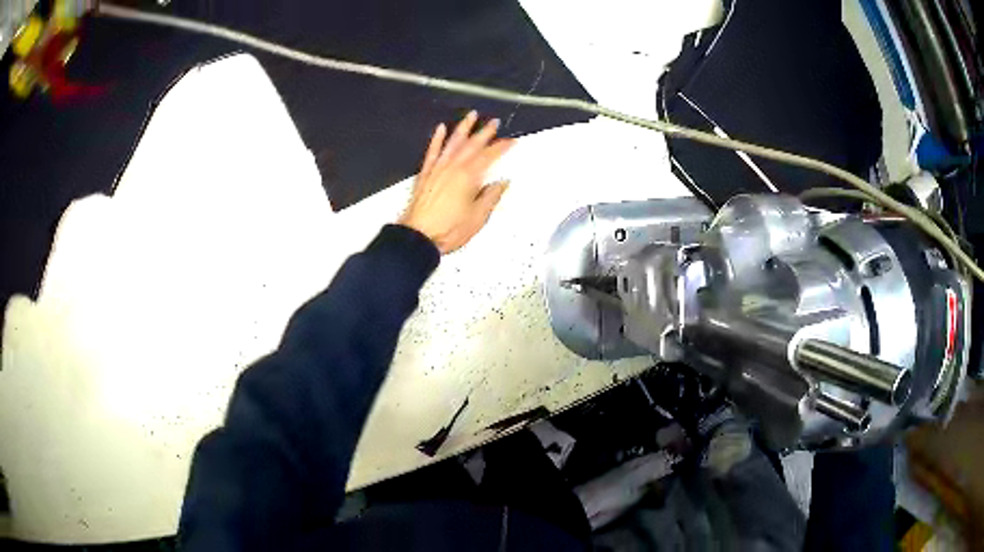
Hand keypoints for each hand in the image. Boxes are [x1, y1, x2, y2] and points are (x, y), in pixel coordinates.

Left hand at [399, 111, 514, 253]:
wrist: (418, 237)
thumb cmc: (450, 230)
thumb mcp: (478, 217)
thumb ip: (491, 197)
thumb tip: (502, 182)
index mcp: (470, 177)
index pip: (490, 156)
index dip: (502, 147)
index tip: (512, 141)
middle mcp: (454, 167)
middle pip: (472, 145)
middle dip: (485, 132)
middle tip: (494, 121)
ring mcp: (438, 169)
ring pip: (453, 142)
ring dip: (463, 128)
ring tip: (471, 115)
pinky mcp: (425, 174)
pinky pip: (432, 151)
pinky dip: (437, 139)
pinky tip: (440, 128)